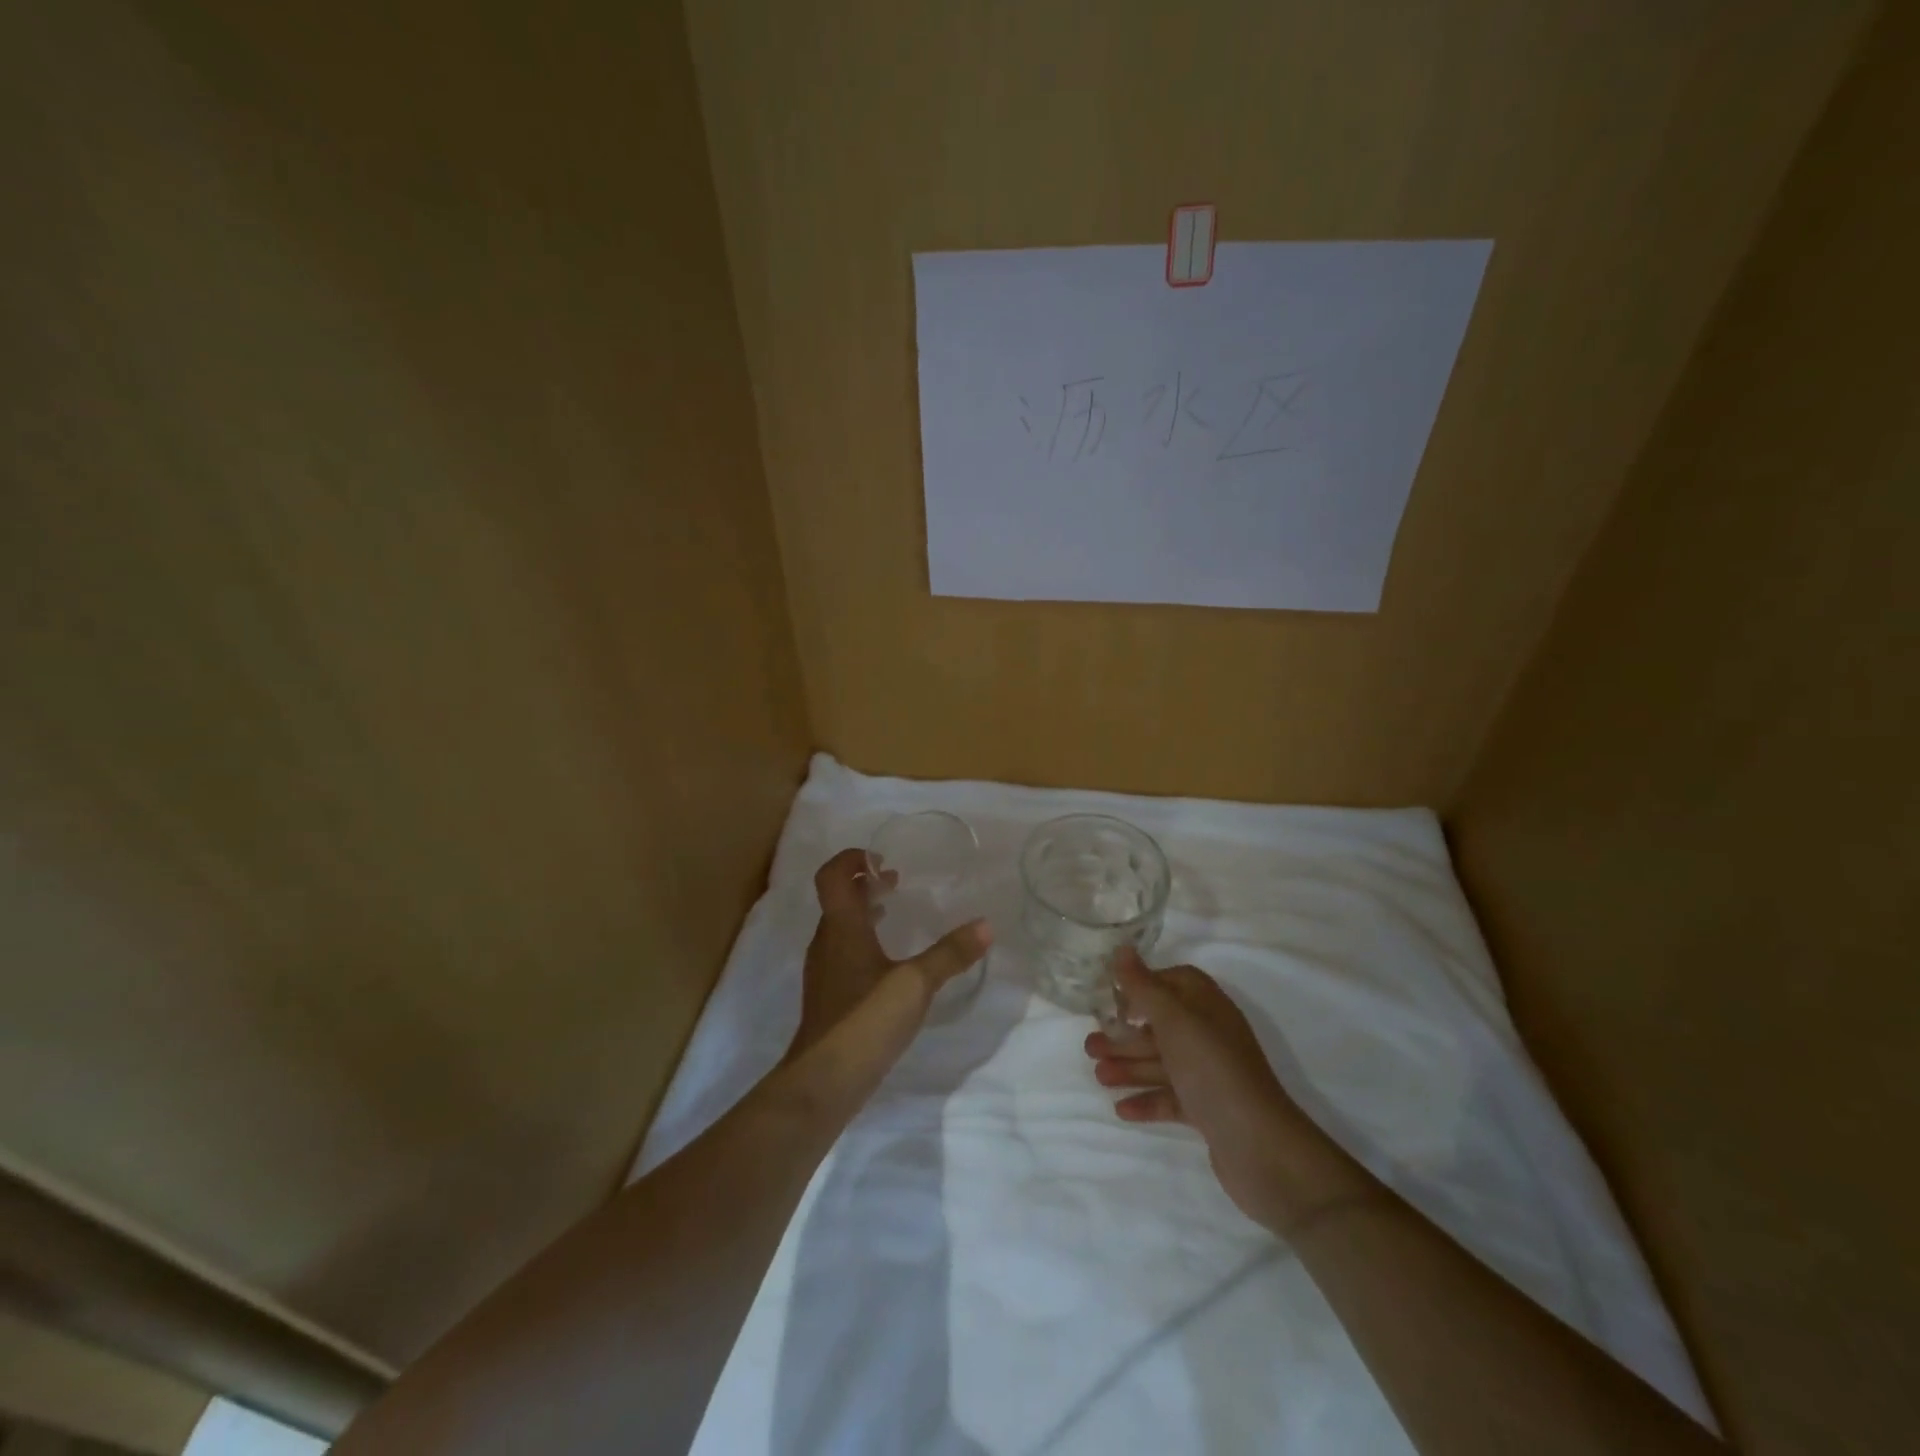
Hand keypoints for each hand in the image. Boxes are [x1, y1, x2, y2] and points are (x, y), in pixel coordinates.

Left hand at [787, 848, 990, 1063]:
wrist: (824, 1081)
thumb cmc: (866, 1019)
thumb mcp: (916, 983)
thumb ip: (950, 954)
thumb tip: (986, 925)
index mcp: (842, 927)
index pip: (832, 876)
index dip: (851, 859)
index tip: (881, 858)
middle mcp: (827, 942)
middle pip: (837, 899)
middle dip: (863, 883)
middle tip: (896, 880)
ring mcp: (825, 971)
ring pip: (840, 926)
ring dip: (863, 911)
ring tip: (893, 911)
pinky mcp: (830, 996)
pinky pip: (843, 951)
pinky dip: (863, 940)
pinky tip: (888, 961)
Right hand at [1085, 948, 1362, 1230]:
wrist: (1260, 1147)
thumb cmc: (1212, 1070)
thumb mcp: (1174, 1020)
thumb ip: (1144, 986)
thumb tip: (1123, 949)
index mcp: (1207, 1006)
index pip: (1174, 981)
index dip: (1143, 985)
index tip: (1111, 997)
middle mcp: (1210, 1035)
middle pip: (1161, 1026)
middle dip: (1125, 1034)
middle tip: (1089, 1045)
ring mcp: (1210, 1074)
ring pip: (1162, 1062)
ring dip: (1129, 1066)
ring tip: (1097, 1075)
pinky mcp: (1208, 1110)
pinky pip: (1170, 1097)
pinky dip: (1146, 1099)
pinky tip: (1121, 1108)